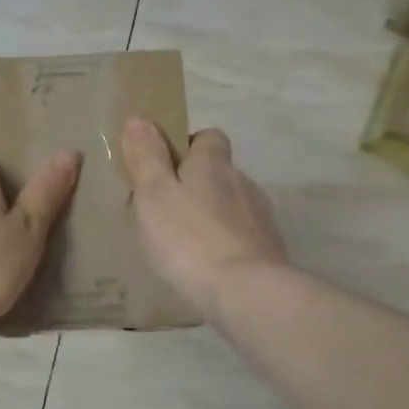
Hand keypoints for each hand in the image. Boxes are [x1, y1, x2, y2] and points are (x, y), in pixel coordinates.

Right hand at [120, 117, 286, 322]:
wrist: (246, 291)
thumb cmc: (189, 238)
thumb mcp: (154, 195)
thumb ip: (147, 157)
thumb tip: (139, 117)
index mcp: (213, 164)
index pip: (209, 137)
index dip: (190, 145)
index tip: (167, 165)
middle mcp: (242, 181)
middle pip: (221, 172)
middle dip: (199, 184)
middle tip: (168, 209)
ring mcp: (260, 216)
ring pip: (233, 204)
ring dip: (214, 215)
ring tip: (187, 241)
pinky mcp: (270, 249)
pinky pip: (243, 235)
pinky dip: (227, 242)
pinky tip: (210, 264)